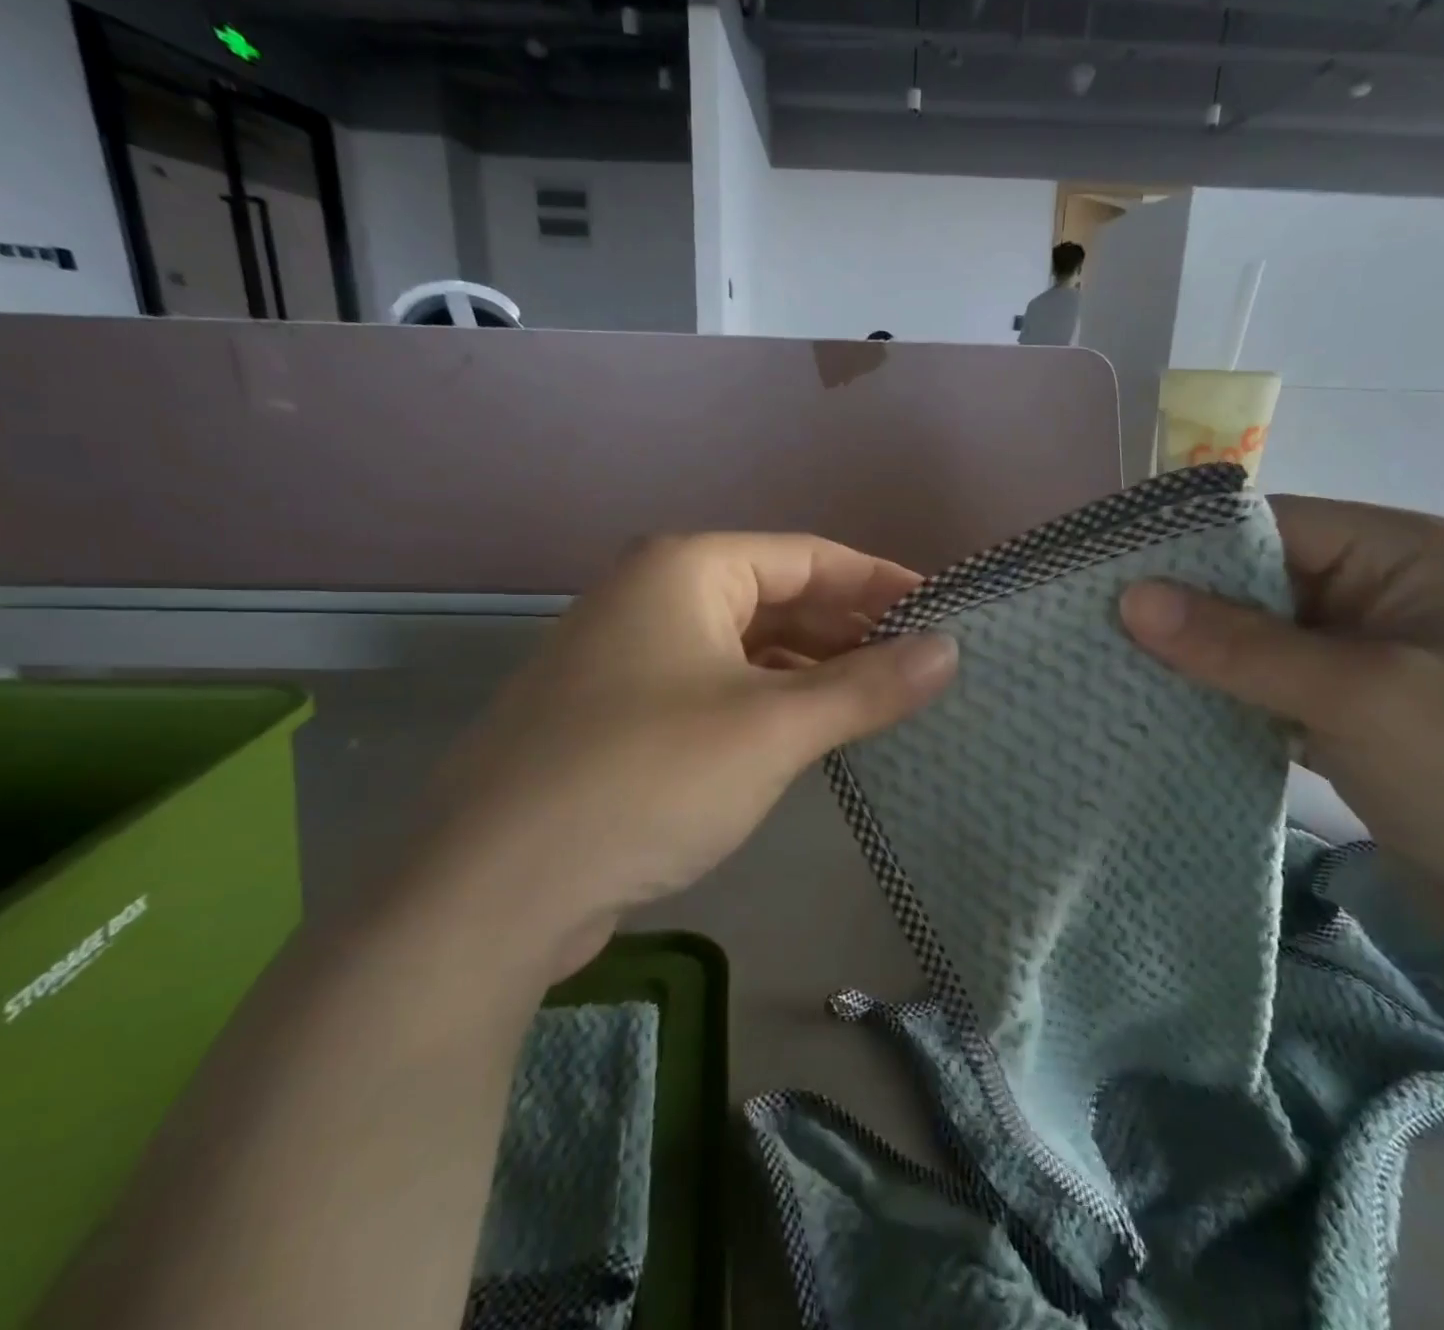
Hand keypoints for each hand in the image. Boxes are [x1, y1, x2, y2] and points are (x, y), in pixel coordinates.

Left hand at [405, 534, 958, 982]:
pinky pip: (716, 688)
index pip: (808, 556)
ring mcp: (630, 655)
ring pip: (746, 647)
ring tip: (881, 701)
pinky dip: (768, 703)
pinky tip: (809, 735)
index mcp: (685, 568)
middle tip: (921, 665)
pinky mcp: (620, 713)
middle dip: (849, 629)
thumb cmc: (646, 778)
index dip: (881, 581)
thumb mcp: (772, 728)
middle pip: (776, 597)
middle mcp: (652, 596)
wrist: (493, 888)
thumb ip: (866, 686)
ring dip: (811, 671)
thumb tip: (950, 651)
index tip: (944, 611)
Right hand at [1119, 496, 1443, 977]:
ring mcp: (1371, 659)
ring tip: (1119, 669)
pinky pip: (1271, 690)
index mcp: (1407, 555)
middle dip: (1186, 610)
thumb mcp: (1361, 695)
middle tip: (1099, 631)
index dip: (1189, 547)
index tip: (1108, 578)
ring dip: (1200, 659)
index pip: (1273, 525)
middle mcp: (1387, 594)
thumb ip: (1239, 645)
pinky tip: (1168, 711)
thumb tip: (1130, 598)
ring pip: (1259, 642)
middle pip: (1260, 583)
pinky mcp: (1355, 716)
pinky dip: (1225, 700)